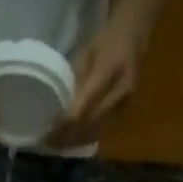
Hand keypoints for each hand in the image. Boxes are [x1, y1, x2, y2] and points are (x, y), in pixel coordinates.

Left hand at [46, 22, 141, 149]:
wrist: (134, 36)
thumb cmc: (105, 41)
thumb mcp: (85, 54)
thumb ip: (75, 80)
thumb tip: (59, 108)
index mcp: (109, 71)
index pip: (84, 105)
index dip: (66, 122)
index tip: (48, 132)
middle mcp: (121, 91)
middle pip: (91, 122)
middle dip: (69, 135)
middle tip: (49, 143)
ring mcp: (126, 103)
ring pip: (99, 130)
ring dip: (78, 140)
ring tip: (59, 145)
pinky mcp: (127, 110)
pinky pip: (106, 129)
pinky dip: (88, 137)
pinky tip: (75, 141)